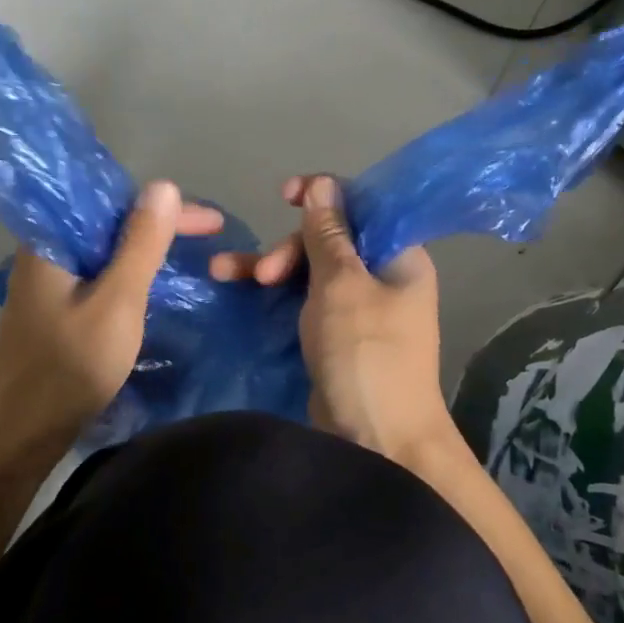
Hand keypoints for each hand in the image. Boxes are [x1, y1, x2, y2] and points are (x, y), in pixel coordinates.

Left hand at [0, 182, 222, 447]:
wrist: (22, 433)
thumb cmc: (69, 367)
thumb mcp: (116, 302)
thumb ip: (139, 245)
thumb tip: (162, 186)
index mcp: (51, 241)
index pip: (110, 200)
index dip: (164, 206)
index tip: (210, 222)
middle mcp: (45, 253)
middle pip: (107, 223)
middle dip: (159, 226)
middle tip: (210, 235)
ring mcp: (47, 285)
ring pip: (104, 252)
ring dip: (145, 251)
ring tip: (190, 255)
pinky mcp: (54, 311)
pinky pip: (97, 278)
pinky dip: (129, 276)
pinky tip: (153, 286)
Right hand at [212, 175, 456, 464]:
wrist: (377, 438)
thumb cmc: (365, 353)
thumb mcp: (342, 286)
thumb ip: (328, 234)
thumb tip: (323, 184)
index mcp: (399, 256)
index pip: (363, 207)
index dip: (323, 196)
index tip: (284, 195)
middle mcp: (382, 277)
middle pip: (329, 242)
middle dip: (288, 248)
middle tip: (263, 275)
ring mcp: (357, 309)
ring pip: (309, 273)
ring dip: (270, 269)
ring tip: (223, 273)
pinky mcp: (334, 336)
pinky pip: (303, 302)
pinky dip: (275, 296)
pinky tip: (240, 291)